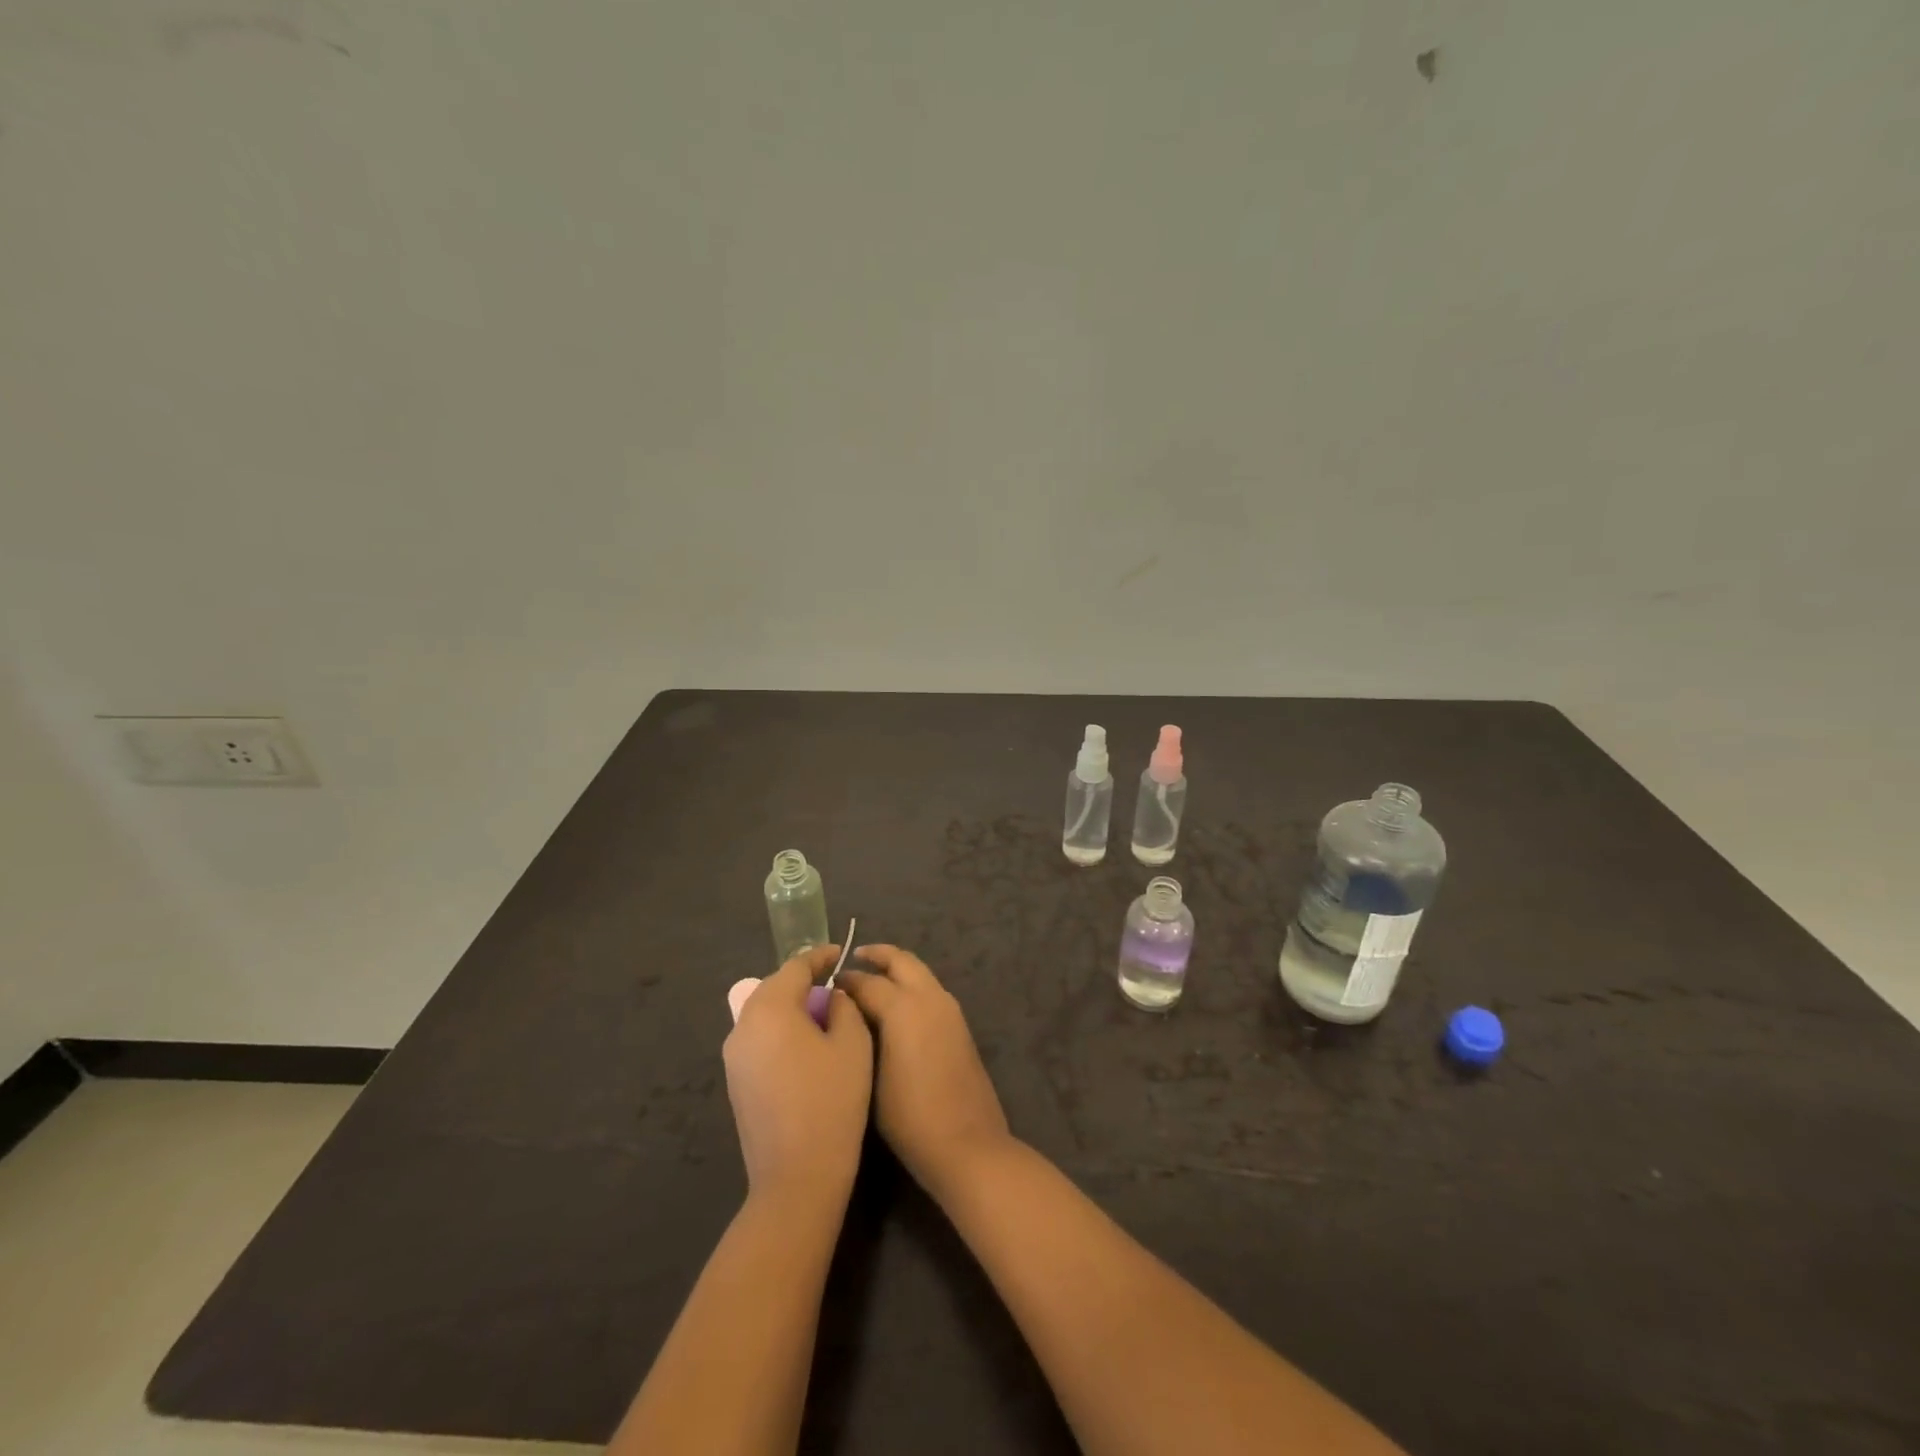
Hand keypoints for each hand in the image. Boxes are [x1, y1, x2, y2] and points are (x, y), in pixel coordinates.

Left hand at [723, 945, 872, 1210]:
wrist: (797, 1176)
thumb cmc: (832, 1101)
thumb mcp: (852, 1044)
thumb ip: (843, 1007)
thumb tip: (830, 997)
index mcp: (770, 1008)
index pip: (795, 967)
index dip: (820, 957)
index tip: (840, 954)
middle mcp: (743, 1025)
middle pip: (774, 987)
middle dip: (803, 980)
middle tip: (833, 982)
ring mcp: (734, 1057)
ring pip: (764, 1014)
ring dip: (791, 1007)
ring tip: (822, 1013)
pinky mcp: (735, 1082)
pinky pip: (759, 1039)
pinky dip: (781, 1031)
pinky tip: (805, 1046)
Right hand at [837, 946, 1011, 1202]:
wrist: (966, 1143)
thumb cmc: (909, 1117)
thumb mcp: (871, 1076)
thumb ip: (860, 1035)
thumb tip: (851, 1013)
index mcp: (904, 1007)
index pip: (867, 981)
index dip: (845, 981)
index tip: (826, 983)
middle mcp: (929, 998)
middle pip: (901, 960)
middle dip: (877, 955)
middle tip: (854, 958)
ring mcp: (949, 1009)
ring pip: (920, 972)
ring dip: (897, 968)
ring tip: (872, 979)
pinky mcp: (959, 1024)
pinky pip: (931, 990)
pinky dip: (911, 985)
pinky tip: (895, 1005)